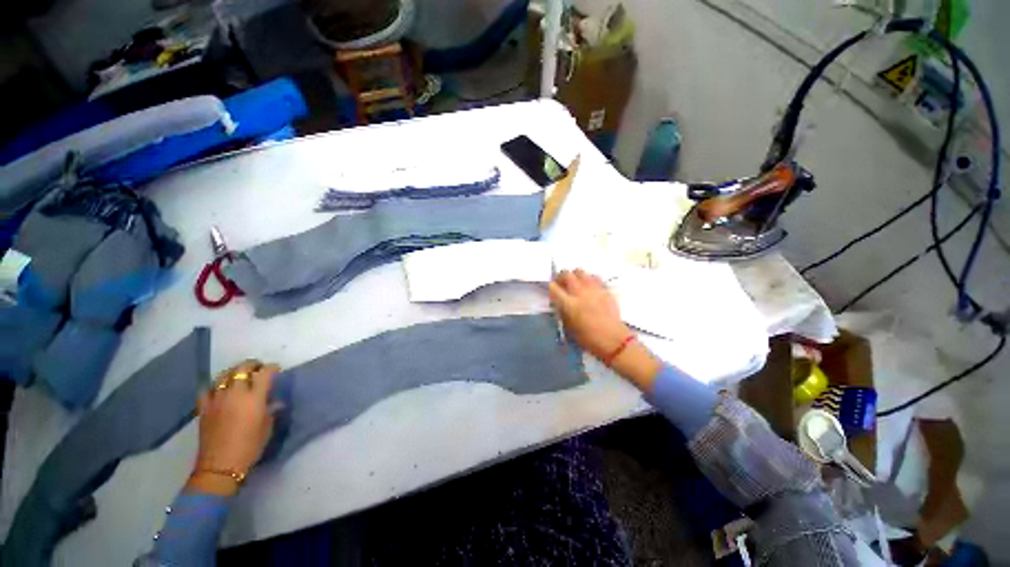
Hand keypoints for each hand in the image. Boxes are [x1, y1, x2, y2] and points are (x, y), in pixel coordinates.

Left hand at [187, 360, 278, 496]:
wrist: (220, 465)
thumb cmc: (250, 446)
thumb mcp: (267, 427)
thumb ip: (271, 410)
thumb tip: (275, 402)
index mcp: (254, 398)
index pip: (264, 373)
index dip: (272, 368)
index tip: (276, 369)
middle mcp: (235, 393)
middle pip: (242, 368)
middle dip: (252, 365)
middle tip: (258, 369)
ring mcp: (217, 399)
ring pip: (224, 375)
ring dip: (234, 372)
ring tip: (239, 376)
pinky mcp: (204, 408)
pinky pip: (208, 389)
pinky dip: (215, 385)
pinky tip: (219, 389)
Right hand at [548, 269, 660, 389]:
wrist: (614, 341)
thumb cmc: (589, 339)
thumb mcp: (569, 328)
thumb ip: (562, 312)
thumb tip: (558, 302)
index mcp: (570, 304)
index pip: (553, 288)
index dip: (549, 286)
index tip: (549, 288)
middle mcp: (580, 293)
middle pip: (566, 274)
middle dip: (560, 277)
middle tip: (560, 283)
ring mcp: (594, 289)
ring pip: (580, 271)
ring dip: (575, 275)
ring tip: (575, 283)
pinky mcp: (605, 290)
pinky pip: (594, 277)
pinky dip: (589, 278)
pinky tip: (589, 286)